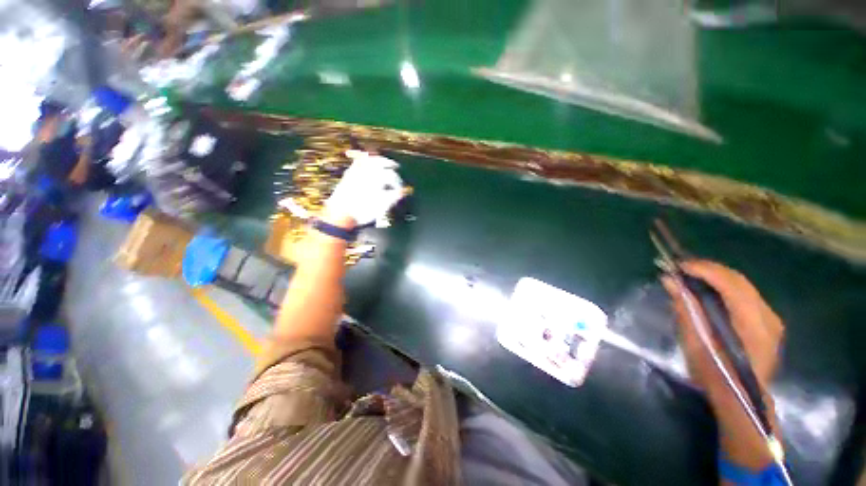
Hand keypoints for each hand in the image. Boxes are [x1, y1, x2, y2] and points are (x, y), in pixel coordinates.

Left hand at [324, 150, 404, 226]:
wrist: (340, 214)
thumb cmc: (362, 212)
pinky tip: (367, 161)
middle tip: (395, 166)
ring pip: (369, 159)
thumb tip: (403, 191)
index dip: (398, 182)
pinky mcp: (349, 174)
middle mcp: (367, 172)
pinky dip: (364, 159)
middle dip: (390, 164)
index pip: (391, 176)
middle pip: (381, 162)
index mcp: (376, 180)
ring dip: (378, 159)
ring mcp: (357, 172)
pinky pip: (357, 161)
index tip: (400, 189)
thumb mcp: (381, 207)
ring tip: (383, 161)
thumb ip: (393, 197)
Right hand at [661, 260, 783, 469]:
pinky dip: (725, 288)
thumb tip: (670, 280)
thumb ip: (686, 308)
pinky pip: (745, 296)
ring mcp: (771, 319)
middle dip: (709, 270)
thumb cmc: (715, 375)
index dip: (704, 270)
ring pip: (743, 286)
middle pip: (739, 281)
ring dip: (716, 278)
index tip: (678, 265)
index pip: (731, 284)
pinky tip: (709, 292)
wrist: (741, 400)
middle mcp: (767, 317)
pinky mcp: (768, 323)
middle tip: (681, 269)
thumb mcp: (695, 342)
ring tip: (692, 277)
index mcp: (753, 324)